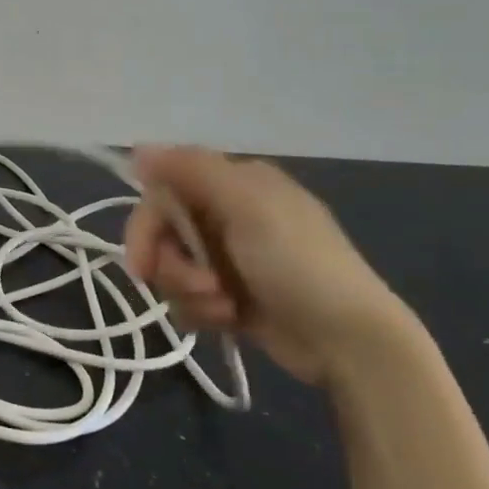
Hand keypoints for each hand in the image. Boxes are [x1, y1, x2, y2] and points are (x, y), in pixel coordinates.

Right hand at [124, 149, 418, 386]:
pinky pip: (189, 297)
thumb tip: (139, 148)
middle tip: (196, 287)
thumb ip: (192, 171)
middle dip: (172, 265)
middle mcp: (227, 213)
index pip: (164, 190)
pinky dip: (202, 311)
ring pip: (173, 268)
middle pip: (163, 232)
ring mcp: (229, 257)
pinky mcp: (230, 295)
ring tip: (224, 307)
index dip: (147, 224)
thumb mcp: (248, 206)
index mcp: (234, 183)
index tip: (142, 262)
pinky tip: (229, 319)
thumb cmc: (300, 264)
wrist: (350, 341)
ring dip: (189, 292)